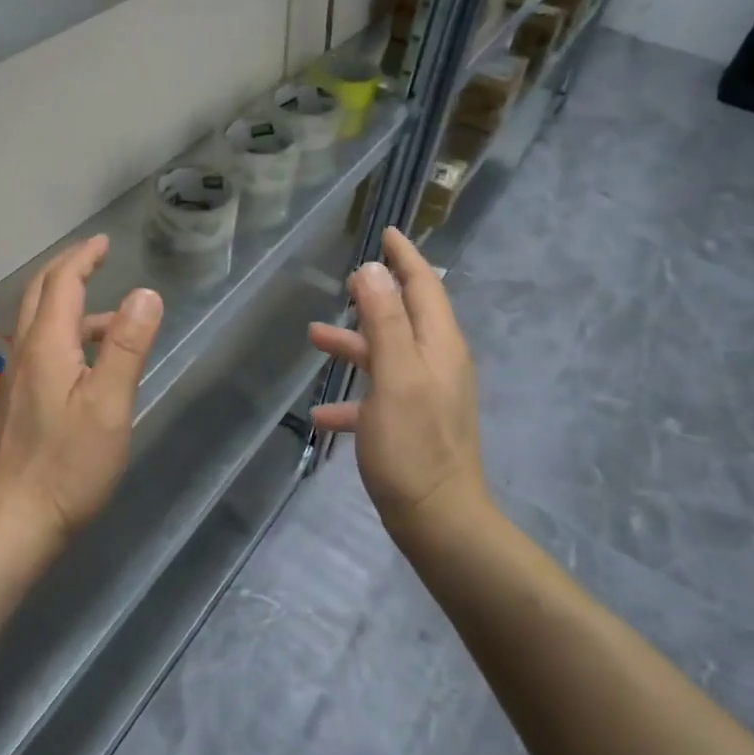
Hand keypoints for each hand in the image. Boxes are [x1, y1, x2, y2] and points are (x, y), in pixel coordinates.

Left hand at [0, 235, 163, 550]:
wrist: (16, 522)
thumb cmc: (70, 464)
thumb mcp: (110, 404)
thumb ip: (126, 346)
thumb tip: (145, 293)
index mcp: (47, 345)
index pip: (62, 283)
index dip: (83, 258)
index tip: (104, 242)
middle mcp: (25, 353)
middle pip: (41, 295)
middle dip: (68, 269)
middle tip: (96, 257)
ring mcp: (17, 379)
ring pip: (40, 323)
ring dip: (70, 305)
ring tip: (112, 318)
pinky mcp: (18, 402)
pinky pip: (41, 348)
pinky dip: (65, 334)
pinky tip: (88, 364)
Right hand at [308, 227, 489, 538]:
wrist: (438, 522)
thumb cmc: (413, 444)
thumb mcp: (394, 375)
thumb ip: (384, 319)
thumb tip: (371, 268)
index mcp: (439, 345)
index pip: (424, 286)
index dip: (405, 257)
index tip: (388, 232)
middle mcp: (438, 364)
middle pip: (405, 316)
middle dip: (376, 296)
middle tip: (345, 280)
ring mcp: (426, 396)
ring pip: (386, 355)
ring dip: (354, 343)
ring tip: (314, 336)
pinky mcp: (413, 425)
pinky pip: (378, 397)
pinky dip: (352, 398)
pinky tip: (320, 413)